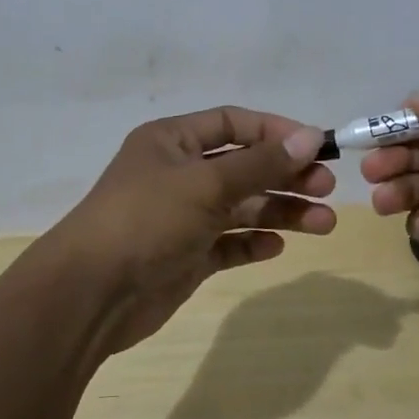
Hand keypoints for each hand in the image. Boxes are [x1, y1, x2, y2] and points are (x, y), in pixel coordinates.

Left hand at [42, 107, 335, 354]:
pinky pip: (228, 243)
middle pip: (244, 167)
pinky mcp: (186, 255)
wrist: (91, 294)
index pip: (233, 123)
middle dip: (286, 176)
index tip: (317, 146)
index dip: (275, 131)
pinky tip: (277, 247)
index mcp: (172, 142)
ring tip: (323, 224)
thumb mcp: (206, 183)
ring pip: (241, 207)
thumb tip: (311, 137)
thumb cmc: (146, 220)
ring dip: (280, 212)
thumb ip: (260, 163)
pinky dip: (252, 243)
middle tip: (327, 189)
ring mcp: (182, 217)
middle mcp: (178, 174)